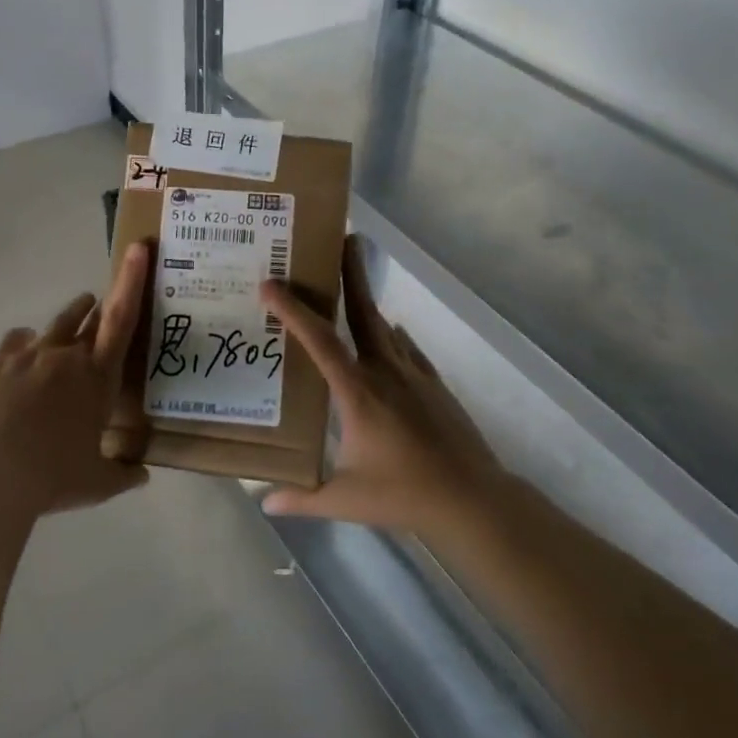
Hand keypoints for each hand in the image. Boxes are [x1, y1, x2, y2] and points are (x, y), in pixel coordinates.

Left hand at [0, 242, 152, 519]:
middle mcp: (67, 356)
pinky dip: (27, 341)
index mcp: (98, 377)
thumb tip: (142, 475)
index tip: (138, 247)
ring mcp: (30, 355)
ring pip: (57, 323)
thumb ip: (124, 474)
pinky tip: (26, 348)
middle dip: (101, 308)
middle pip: (91, 317)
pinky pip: (17, 339)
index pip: (122, 319)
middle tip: (106, 308)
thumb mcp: (99, 483)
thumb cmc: (54, 477)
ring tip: (76, 316)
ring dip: (71, 317)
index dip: (132, 280)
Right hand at [259, 235, 505, 537]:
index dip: (292, 310)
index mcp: (357, 392)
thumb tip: (265, 501)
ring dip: (368, 300)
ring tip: (353, 280)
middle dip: (350, 273)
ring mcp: (414, 375)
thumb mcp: (345, 499)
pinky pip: (409, 349)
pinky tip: (393, 332)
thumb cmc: (403, 494)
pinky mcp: (434, 385)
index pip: (319, 341)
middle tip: (343, 237)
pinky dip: (395, 336)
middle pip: (363, 312)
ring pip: (386, 327)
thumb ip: (302, 498)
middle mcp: (385, 371)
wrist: (472, 498)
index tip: (271, 284)